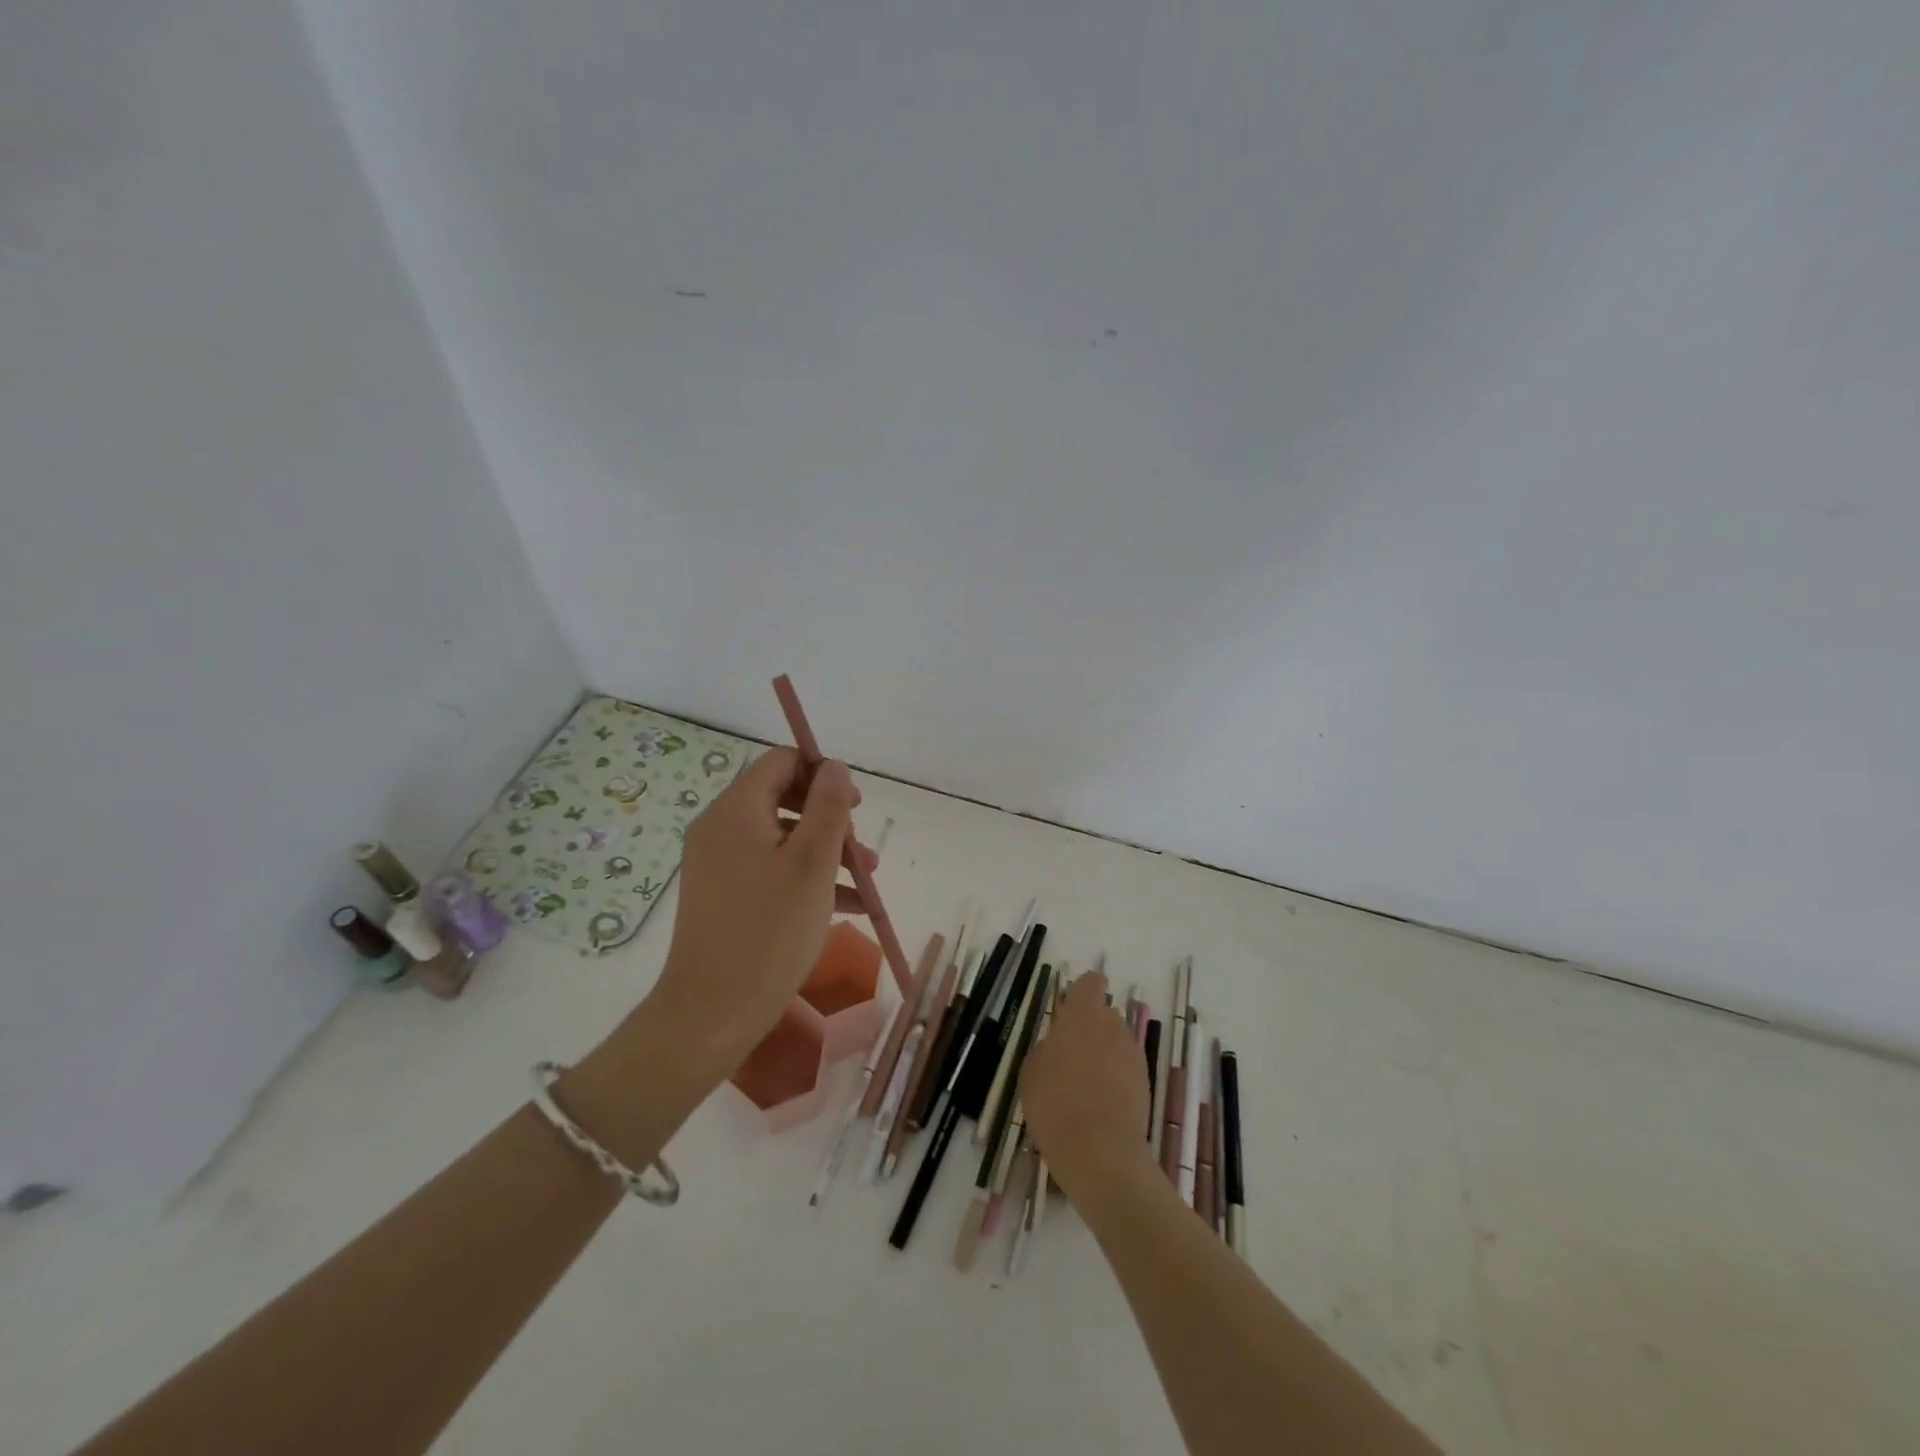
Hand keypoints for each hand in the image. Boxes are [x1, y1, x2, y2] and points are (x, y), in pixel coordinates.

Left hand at [643, 748, 870, 1077]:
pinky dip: (806, 878)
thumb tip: (834, 766)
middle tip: (863, 849)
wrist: (711, 1013)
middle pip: (784, 799)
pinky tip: (848, 907)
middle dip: (831, 820)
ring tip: (867, 882)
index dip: (822, 774)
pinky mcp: (723, 895)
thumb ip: (828, 806)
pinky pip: (770, 869)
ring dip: (826, 852)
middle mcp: (721, 828)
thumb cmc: (769, 931)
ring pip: (782, 838)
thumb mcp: (812, 863)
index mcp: (736, 810)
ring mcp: (718, 863)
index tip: (855, 805)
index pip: (781, 762)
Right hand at [1020, 971, 1153, 1199]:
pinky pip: (1126, 1068)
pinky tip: (1099, 1105)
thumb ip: (1047, 1047)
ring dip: (1103, 1054)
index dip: (1081, 992)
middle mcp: (1112, 1025)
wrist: (1101, 1153)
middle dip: (1090, 1028)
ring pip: (1116, 1042)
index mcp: (1082, 1014)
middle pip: (1104, 1014)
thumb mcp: (1031, 1071)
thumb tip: (1058, 1046)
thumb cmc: (1055, 1104)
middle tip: (1069, 1056)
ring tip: (1084, 1086)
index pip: (1091, 982)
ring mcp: (1133, 1054)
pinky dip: (1115, 1078)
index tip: (1068, 1011)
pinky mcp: (1145, 1082)